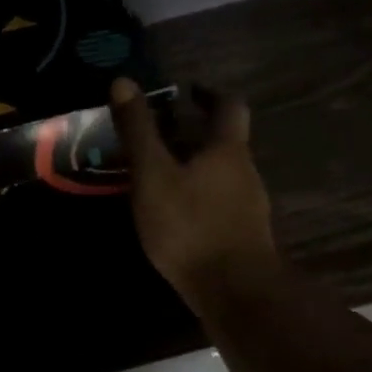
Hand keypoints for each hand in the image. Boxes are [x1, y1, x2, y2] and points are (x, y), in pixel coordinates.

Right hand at [109, 77, 276, 314]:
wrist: (234, 290)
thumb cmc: (190, 225)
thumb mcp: (153, 174)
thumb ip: (138, 130)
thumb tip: (123, 81)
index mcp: (227, 150)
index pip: (228, 106)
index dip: (209, 94)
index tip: (187, 92)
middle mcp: (244, 172)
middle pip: (224, 141)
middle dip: (194, 134)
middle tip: (158, 136)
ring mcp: (248, 206)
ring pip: (221, 174)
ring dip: (194, 166)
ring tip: (158, 175)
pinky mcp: (242, 235)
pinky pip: (219, 202)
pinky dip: (197, 196)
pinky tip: (174, 213)